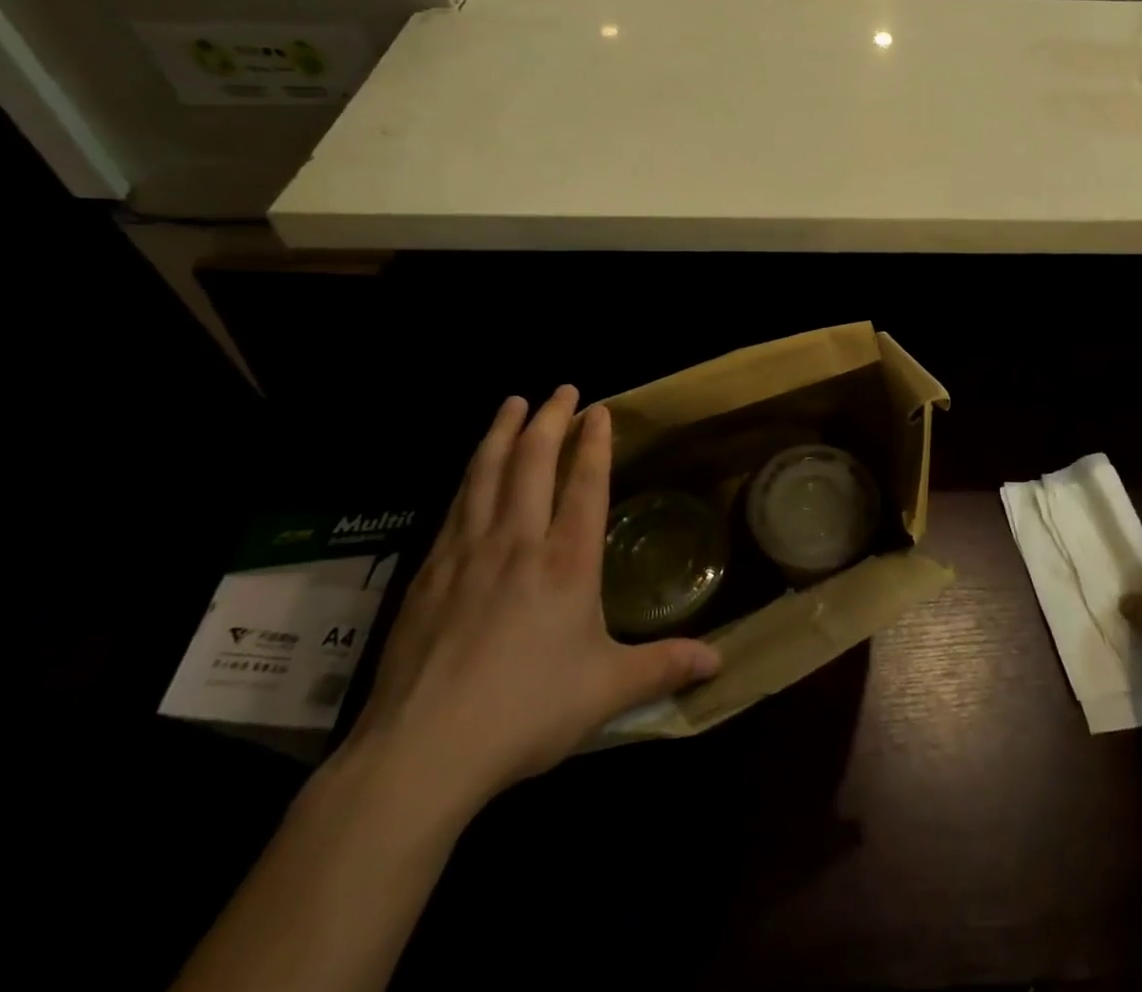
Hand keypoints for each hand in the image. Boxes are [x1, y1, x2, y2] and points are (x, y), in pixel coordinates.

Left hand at [335, 388, 720, 818]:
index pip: (584, 483)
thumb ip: (664, 667)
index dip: (593, 442)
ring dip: (502, 432)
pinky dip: (469, 475)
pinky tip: (469, 471)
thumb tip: (719, 664)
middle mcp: (518, 542)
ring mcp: (467, 553)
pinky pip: (454, 506)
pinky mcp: (427, 574)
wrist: (422, 750)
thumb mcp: (607, 691)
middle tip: (561, 389)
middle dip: (549, 419)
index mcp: (567, 561)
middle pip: (532, 462)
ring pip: (486, 473)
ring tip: (512, 403)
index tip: (598, 409)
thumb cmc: (526, 712)